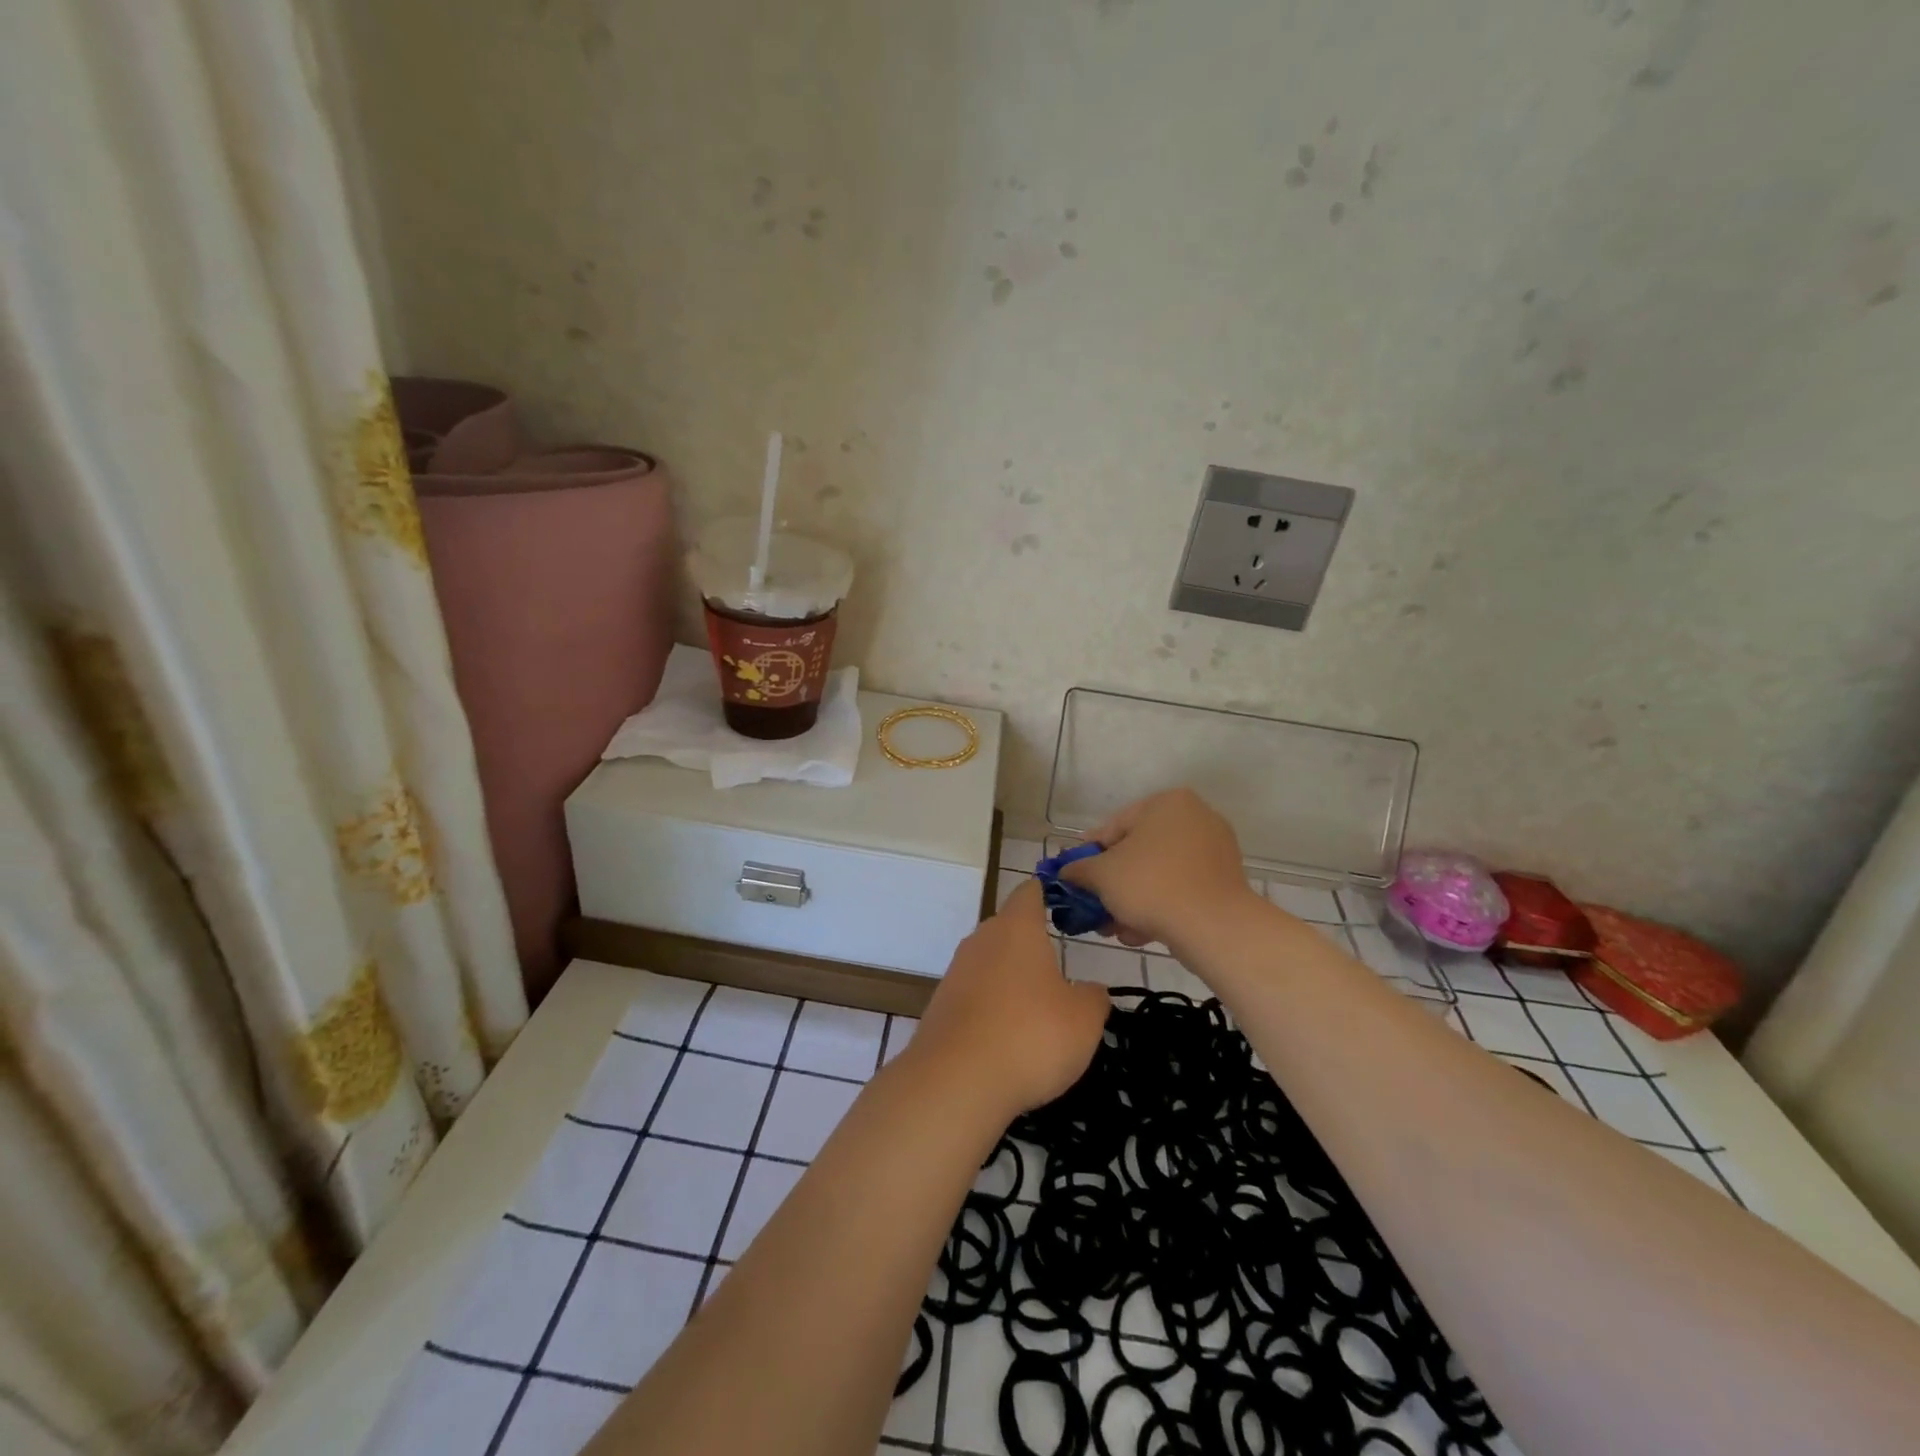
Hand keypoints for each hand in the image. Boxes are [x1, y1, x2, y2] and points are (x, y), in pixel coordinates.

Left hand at [909, 880, 1110, 1117]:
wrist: (957, 1081)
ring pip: (990, 963)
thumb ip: (1093, 997)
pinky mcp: (941, 1005)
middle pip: (1008, 928)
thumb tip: (1090, 990)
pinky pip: (974, 995)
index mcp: (1017, 928)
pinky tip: (1008, 1039)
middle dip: (1032, 946)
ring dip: (1011, 981)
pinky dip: (992, 1009)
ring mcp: (956, 972)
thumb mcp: (1084, 1019)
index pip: (1030, 892)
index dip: (1048, 895)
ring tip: (1037, 1012)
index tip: (1066, 909)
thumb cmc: (1031, 1035)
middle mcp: (981, 939)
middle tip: (1060, 972)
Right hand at [1062, 788, 1261, 949]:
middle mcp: (1195, 817)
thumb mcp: (1101, 875)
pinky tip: (1140, 933)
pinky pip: (1181, 888)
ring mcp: (1214, 850)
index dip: (1089, 855)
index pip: (1114, 827)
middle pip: (1137, 852)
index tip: (1075, 879)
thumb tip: (1066, 871)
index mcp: (1167, 802)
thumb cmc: (1151, 885)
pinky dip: (1160, 907)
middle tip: (1095, 907)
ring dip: (1132, 900)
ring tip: (1115, 928)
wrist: (1213, 926)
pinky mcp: (1224, 881)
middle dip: (1113, 884)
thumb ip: (1078, 869)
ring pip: (1158, 874)